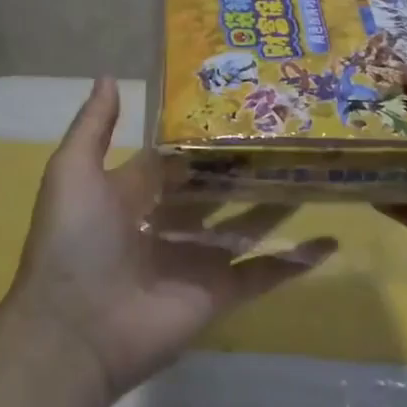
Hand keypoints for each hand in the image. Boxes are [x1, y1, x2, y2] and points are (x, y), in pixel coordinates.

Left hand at [5, 78, 321, 398]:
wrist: (75, 329)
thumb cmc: (75, 241)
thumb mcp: (73, 172)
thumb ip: (94, 126)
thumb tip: (110, 76)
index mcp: (138, 194)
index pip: (180, 157)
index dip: (206, 134)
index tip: (244, 104)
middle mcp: (172, 223)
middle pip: (219, 189)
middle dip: (248, 166)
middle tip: (291, 133)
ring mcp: (198, 259)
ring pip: (248, 225)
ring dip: (280, 203)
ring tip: (317, 172)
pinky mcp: (220, 293)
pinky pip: (265, 274)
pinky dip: (297, 261)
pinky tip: (332, 239)